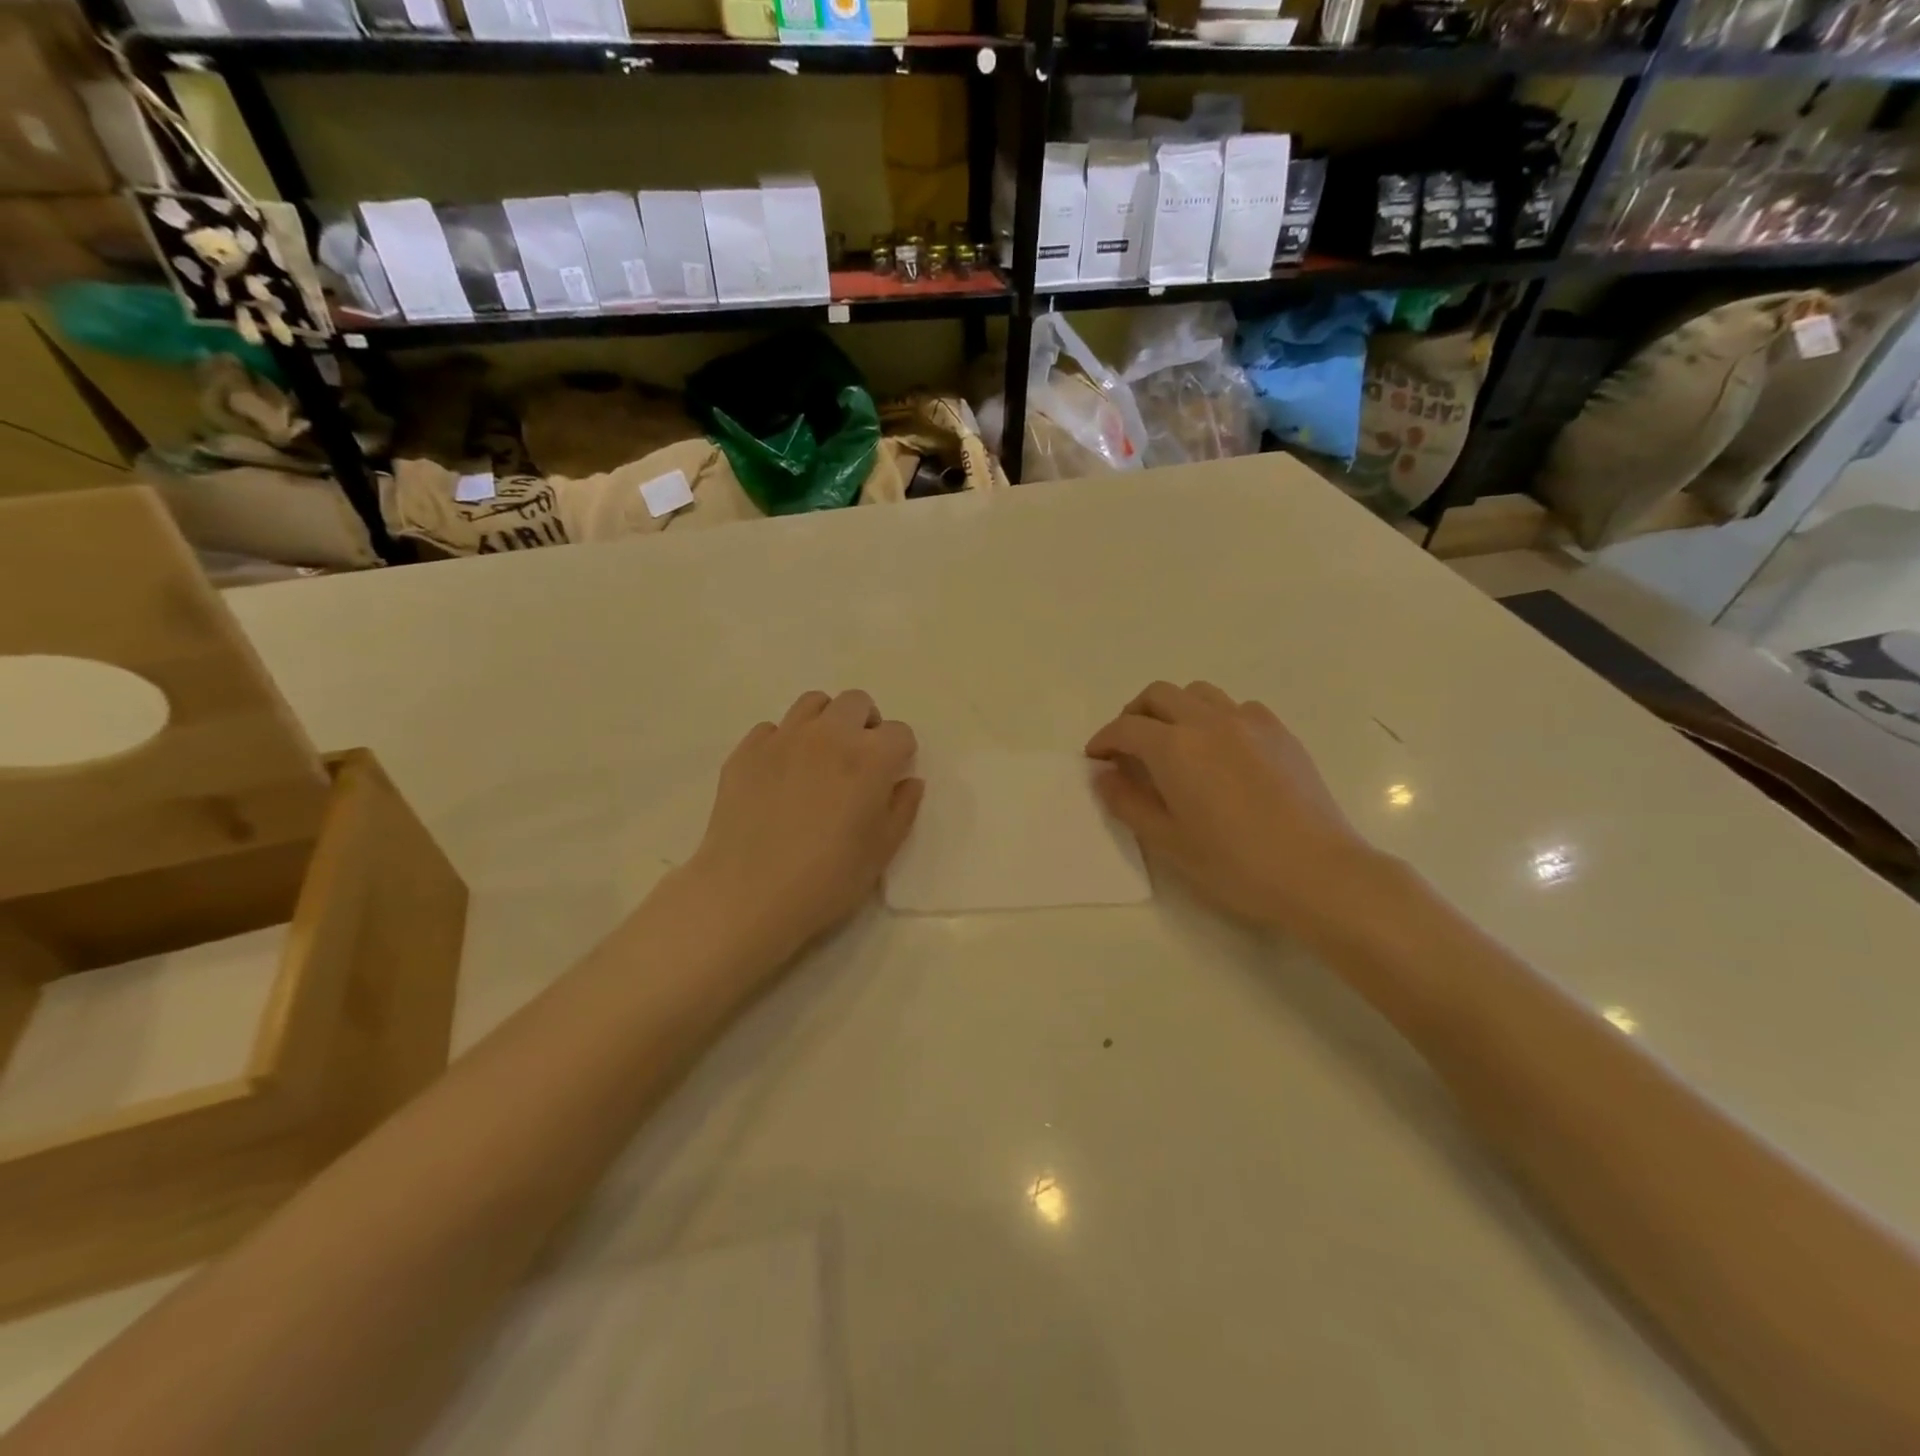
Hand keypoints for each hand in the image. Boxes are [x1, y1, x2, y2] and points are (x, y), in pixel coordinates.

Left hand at [682, 690, 923, 967]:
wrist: (748, 896)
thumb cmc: (827, 880)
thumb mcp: (881, 852)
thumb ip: (902, 808)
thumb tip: (908, 781)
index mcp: (869, 758)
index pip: (899, 732)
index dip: (900, 753)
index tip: (890, 777)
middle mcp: (828, 735)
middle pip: (856, 702)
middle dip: (865, 724)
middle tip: (859, 760)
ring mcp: (783, 738)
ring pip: (813, 703)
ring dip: (826, 722)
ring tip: (821, 758)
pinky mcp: (746, 751)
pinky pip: (772, 729)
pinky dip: (784, 743)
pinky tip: (780, 776)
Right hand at [1086, 681, 1382, 932]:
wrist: (1316, 871)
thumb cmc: (1233, 863)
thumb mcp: (1167, 841)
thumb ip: (1127, 802)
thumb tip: (1104, 776)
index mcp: (1174, 747)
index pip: (1125, 728)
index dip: (1103, 740)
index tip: (1096, 759)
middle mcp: (1207, 721)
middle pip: (1158, 695)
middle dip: (1134, 715)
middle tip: (1128, 747)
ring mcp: (1248, 722)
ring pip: (1198, 693)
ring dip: (1174, 709)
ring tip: (1173, 742)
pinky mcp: (1279, 732)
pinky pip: (1237, 707)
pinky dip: (1215, 718)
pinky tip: (1221, 751)